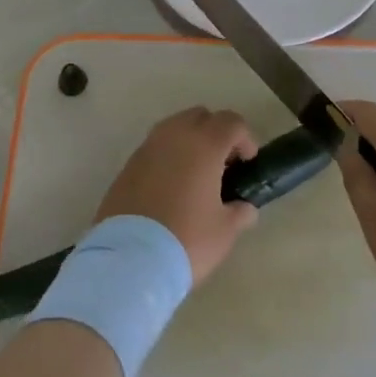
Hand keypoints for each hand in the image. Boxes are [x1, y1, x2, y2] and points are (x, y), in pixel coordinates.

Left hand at [96, 107, 259, 284]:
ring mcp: (148, 147)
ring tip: (195, 176)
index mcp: (204, 144)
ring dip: (189, 142)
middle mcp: (175, 135)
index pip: (232, 122)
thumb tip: (245, 207)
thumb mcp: (224, 232)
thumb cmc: (186, 239)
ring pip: (174, 128)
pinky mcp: (127, 164)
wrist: (128, 260)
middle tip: (222, 166)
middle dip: (215, 133)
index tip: (247, 164)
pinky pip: (155, 148)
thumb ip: (240, 213)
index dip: (245, 139)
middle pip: (201, 116)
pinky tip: (170, 187)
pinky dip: (167, 157)